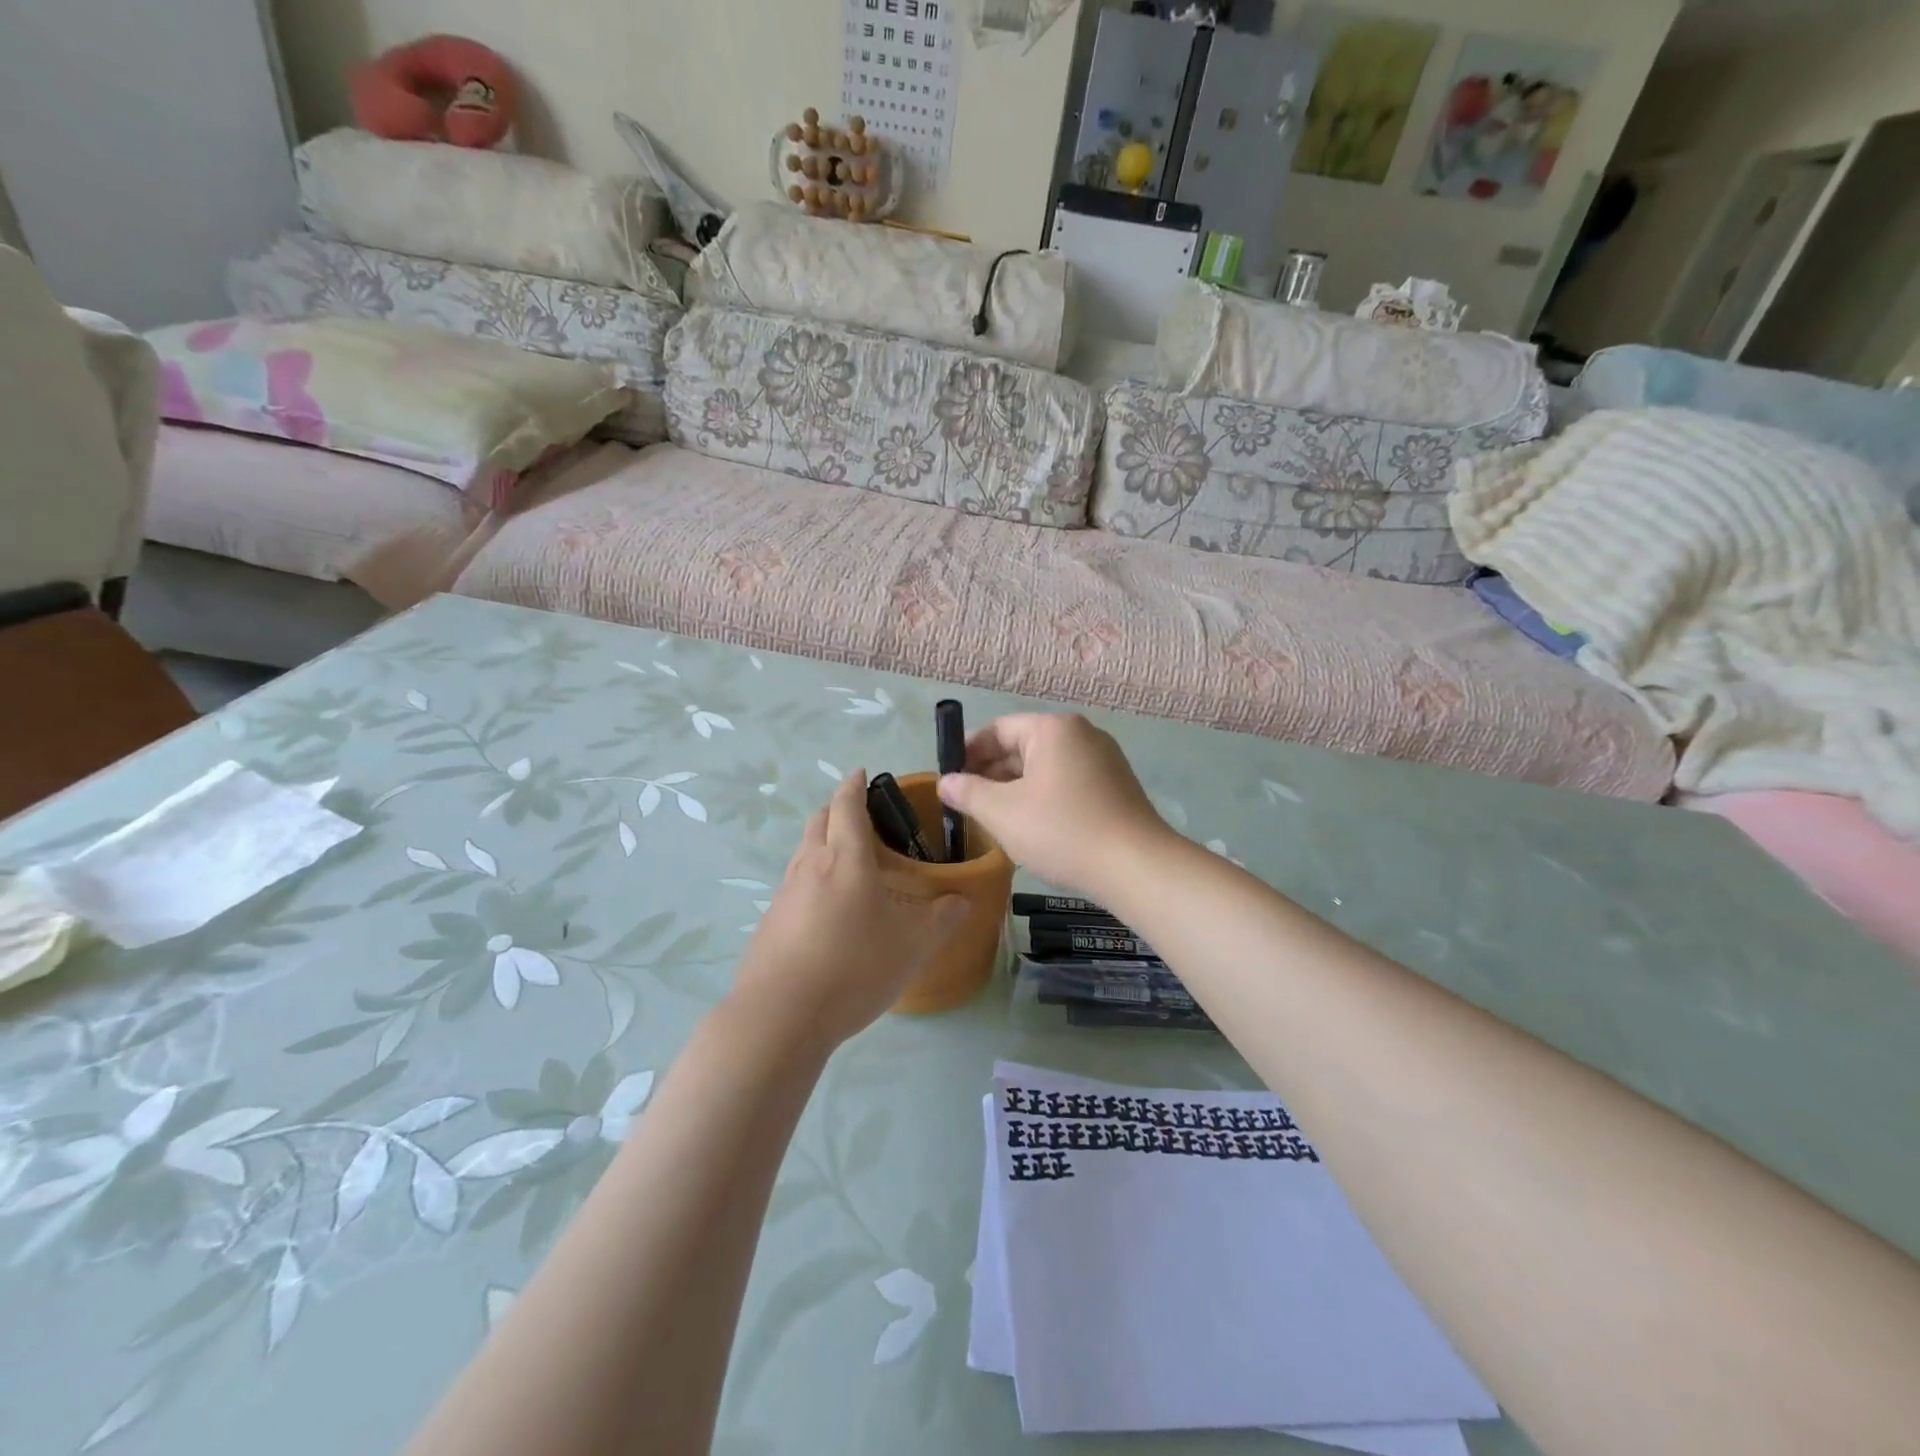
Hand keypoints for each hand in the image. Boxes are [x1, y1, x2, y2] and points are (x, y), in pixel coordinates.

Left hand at [730, 770, 967, 1052]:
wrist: (781, 1016)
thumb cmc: (854, 966)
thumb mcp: (913, 945)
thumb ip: (942, 919)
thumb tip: (963, 901)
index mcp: (845, 858)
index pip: (847, 805)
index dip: (854, 785)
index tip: (861, 773)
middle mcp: (810, 866)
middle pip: (818, 821)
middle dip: (836, 809)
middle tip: (860, 816)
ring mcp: (785, 894)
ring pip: (803, 852)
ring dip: (822, 843)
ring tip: (848, 862)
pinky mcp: (770, 923)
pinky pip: (794, 886)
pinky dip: (812, 880)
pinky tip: (828, 911)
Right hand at [936, 714, 1172, 896]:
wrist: (1136, 867)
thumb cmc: (1062, 831)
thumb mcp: (1002, 813)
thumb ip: (967, 792)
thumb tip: (945, 782)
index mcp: (1053, 729)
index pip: (997, 729)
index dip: (967, 752)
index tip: (948, 778)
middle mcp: (1081, 734)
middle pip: (1023, 746)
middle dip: (991, 773)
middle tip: (965, 803)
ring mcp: (1103, 760)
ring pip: (1045, 767)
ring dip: (1015, 788)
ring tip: (993, 818)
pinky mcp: (1116, 786)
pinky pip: (1067, 782)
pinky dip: (1043, 797)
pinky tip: (1031, 826)